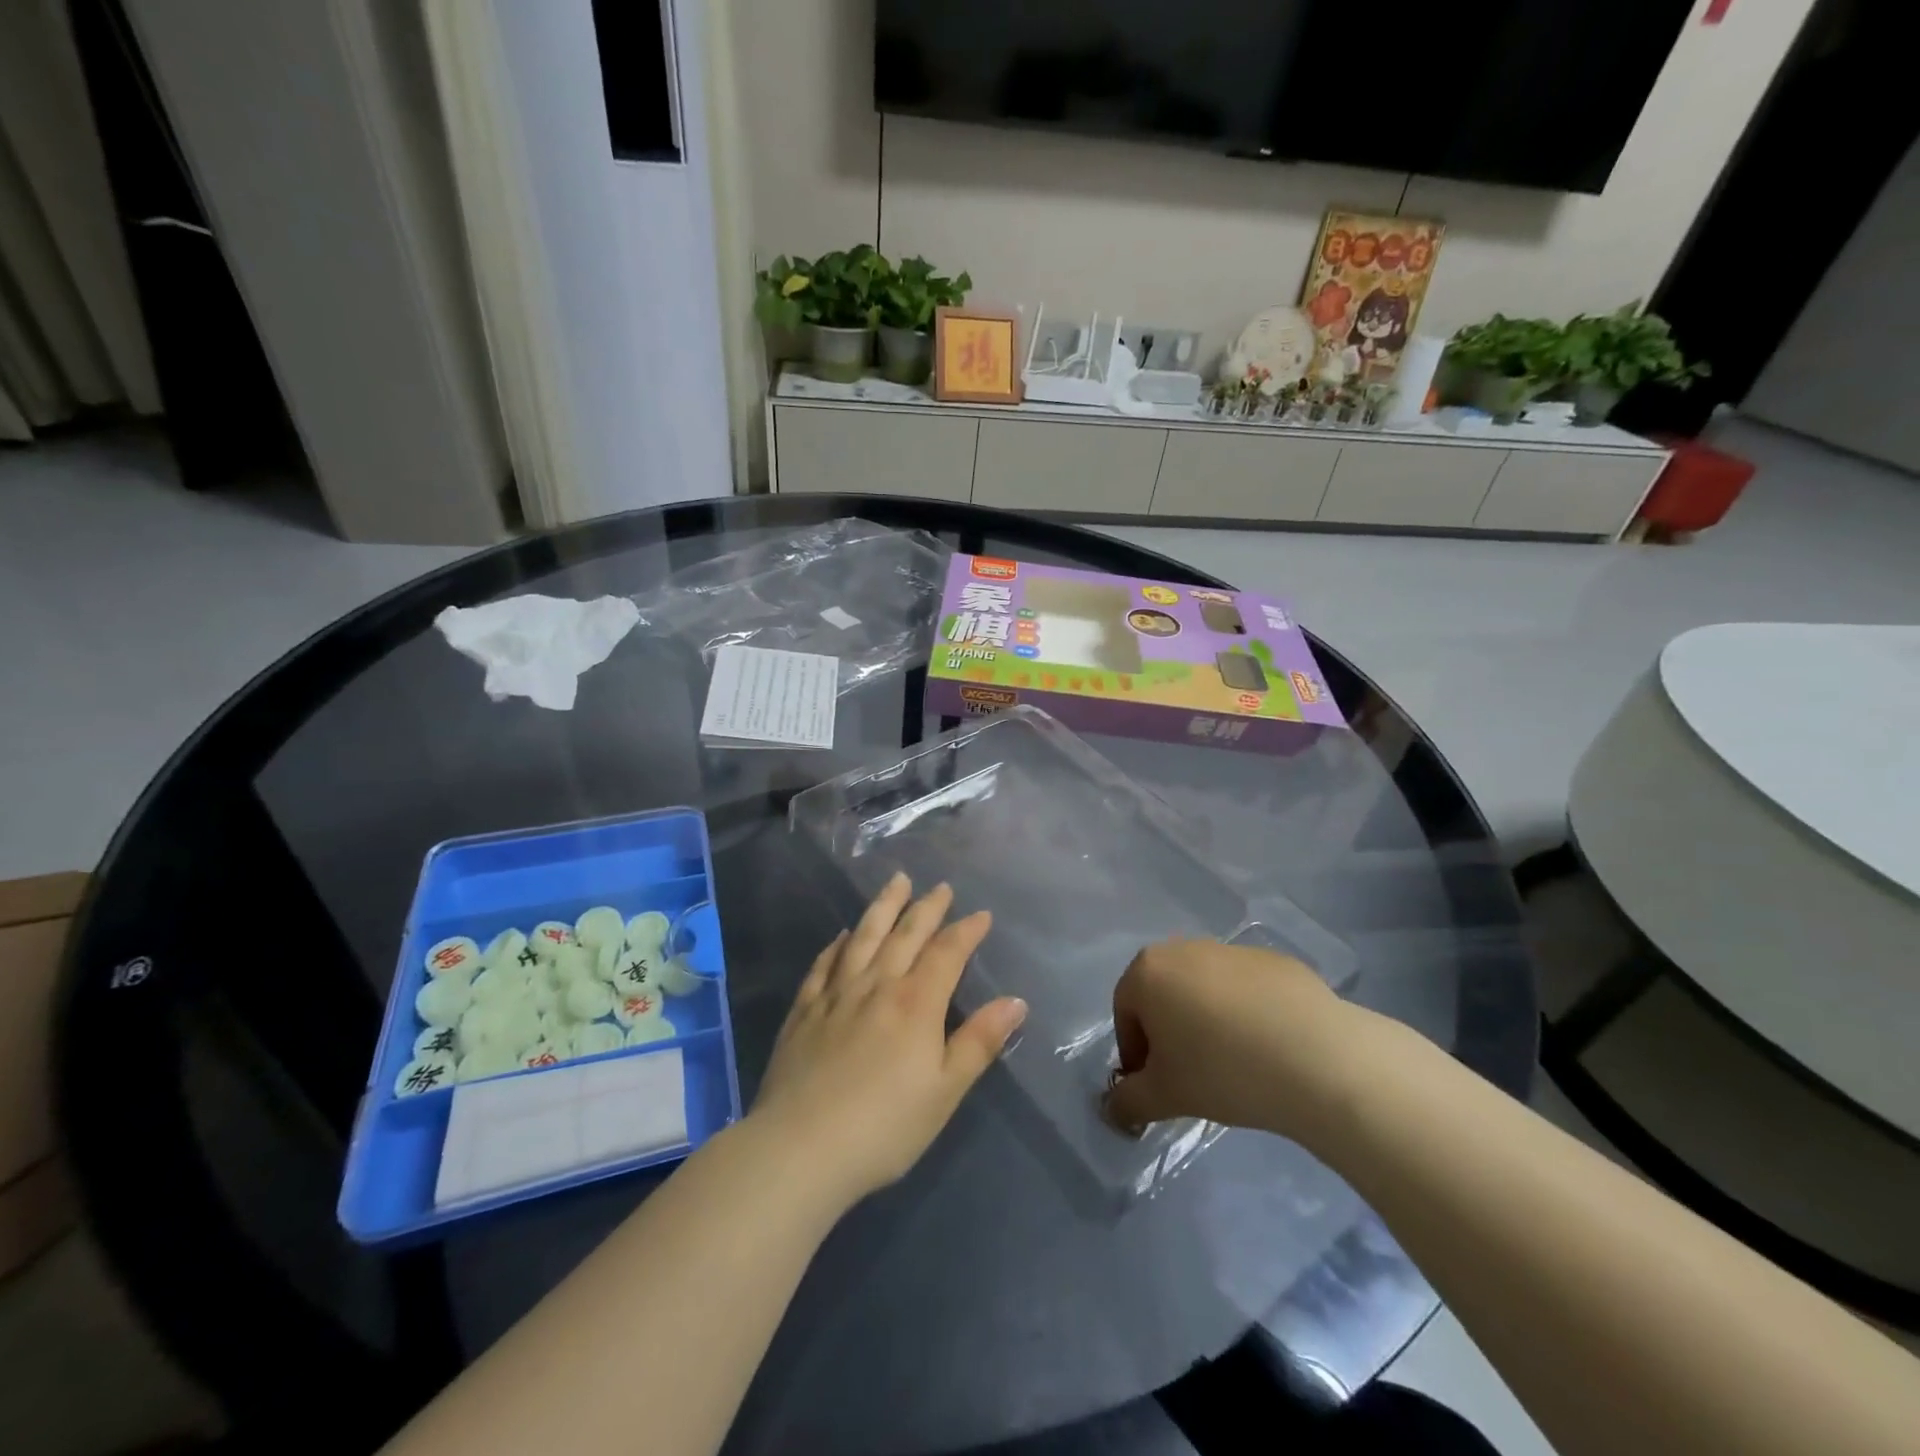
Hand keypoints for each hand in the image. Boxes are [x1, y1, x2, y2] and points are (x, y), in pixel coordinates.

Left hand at [751, 875, 1026, 1202]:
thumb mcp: (945, 1091)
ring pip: (864, 937)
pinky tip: (843, 935)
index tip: (981, 915)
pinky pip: (824, 965)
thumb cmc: (886, 1127)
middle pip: (905, 935)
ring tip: (896, 883)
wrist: (802, 1148)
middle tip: (939, 886)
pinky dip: (837, 944)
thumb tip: (1016, 1001)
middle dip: (926, 908)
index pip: (946, 953)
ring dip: (883, 908)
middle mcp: (877, 985)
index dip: (966, 931)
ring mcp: (836, 994)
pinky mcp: (805, 1010)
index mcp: (916, 1003)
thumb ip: (979, 1042)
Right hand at [1105, 939, 1366, 1147]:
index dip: (1135, 1054)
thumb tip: (1114, 1108)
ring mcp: (1233, 950)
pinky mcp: (1276, 961)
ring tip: (1234, 1064)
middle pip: (1164, 994)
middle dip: (1169, 1033)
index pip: (1125, 1013)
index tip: (1157, 1087)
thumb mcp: (1165, 1096)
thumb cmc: (1222, 1071)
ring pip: (1205, 989)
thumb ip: (1128, 1101)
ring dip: (1207, 1021)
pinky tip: (1269, 1050)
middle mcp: (1184, 948)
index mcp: (1148, 971)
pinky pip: (1247, 990)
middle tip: (1191, 1076)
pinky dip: (1247, 1015)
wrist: (1317, 1058)